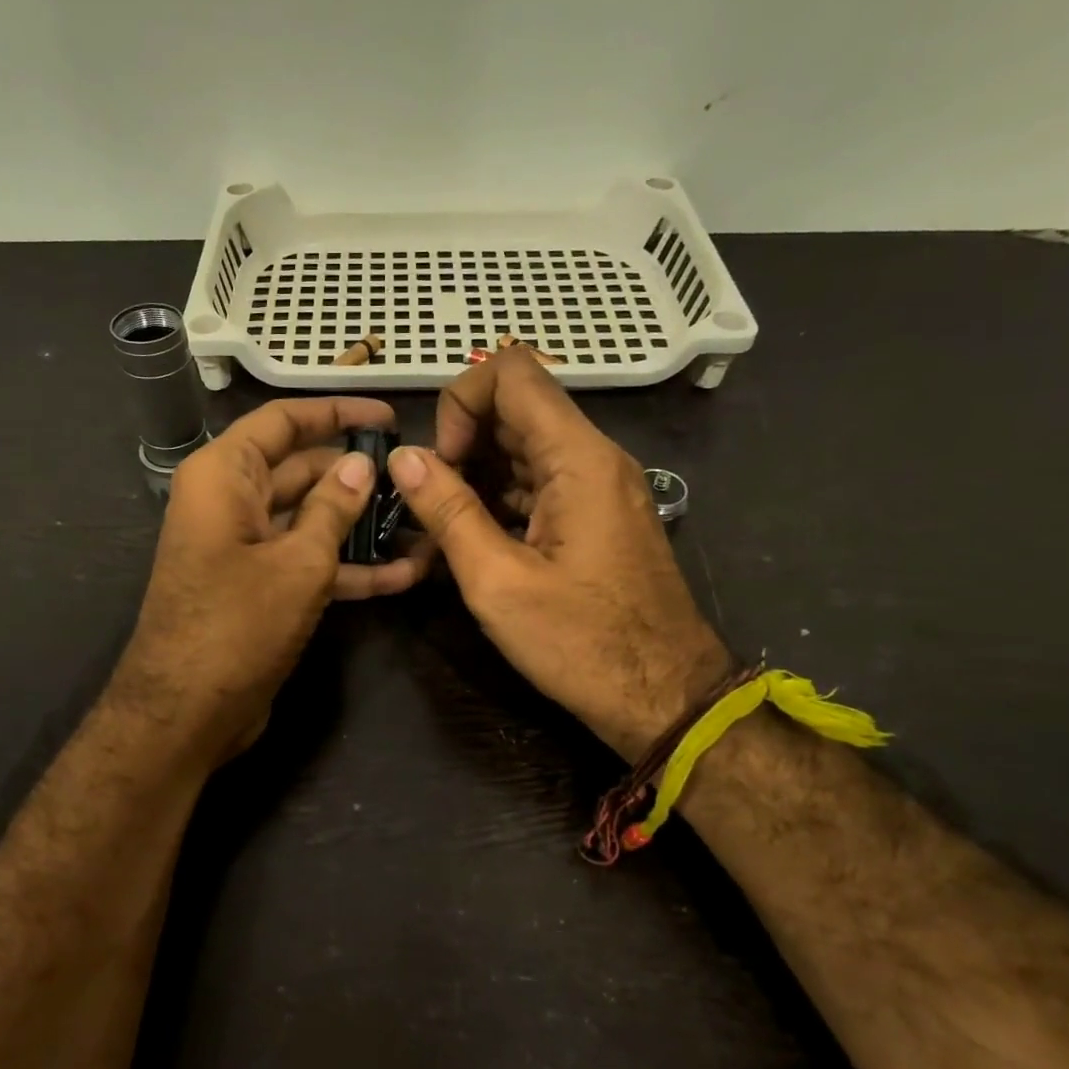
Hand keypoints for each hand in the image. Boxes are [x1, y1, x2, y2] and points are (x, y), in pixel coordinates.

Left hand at [114, 397, 430, 767]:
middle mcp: (230, 502)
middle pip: (301, 470)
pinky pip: (307, 562)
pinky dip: (348, 568)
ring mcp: (245, 548)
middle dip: (357, 476)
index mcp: (224, 475)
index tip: (388, 418)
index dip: (336, 413)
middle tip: (417, 478)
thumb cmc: (237, 625)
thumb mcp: (297, 562)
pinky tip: (403, 575)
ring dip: (361, 527)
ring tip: (422, 525)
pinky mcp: (259, 588)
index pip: (284, 422)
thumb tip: (361, 465)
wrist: (185, 714)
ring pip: (310, 520)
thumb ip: (334, 508)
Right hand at [387, 348, 730, 761]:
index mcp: (577, 458)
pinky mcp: (596, 516)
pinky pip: (539, 483)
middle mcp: (593, 457)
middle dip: (461, 445)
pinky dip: (499, 499)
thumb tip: (403, 458)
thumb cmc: (582, 644)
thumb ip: (447, 511)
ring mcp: (598, 486)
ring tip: (444, 532)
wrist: (665, 697)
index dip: (460, 403)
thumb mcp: (498, 582)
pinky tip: (473, 544)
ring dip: (476, 476)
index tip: (442, 465)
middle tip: (433, 507)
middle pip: (514, 407)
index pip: (510, 370)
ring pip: (523, 447)